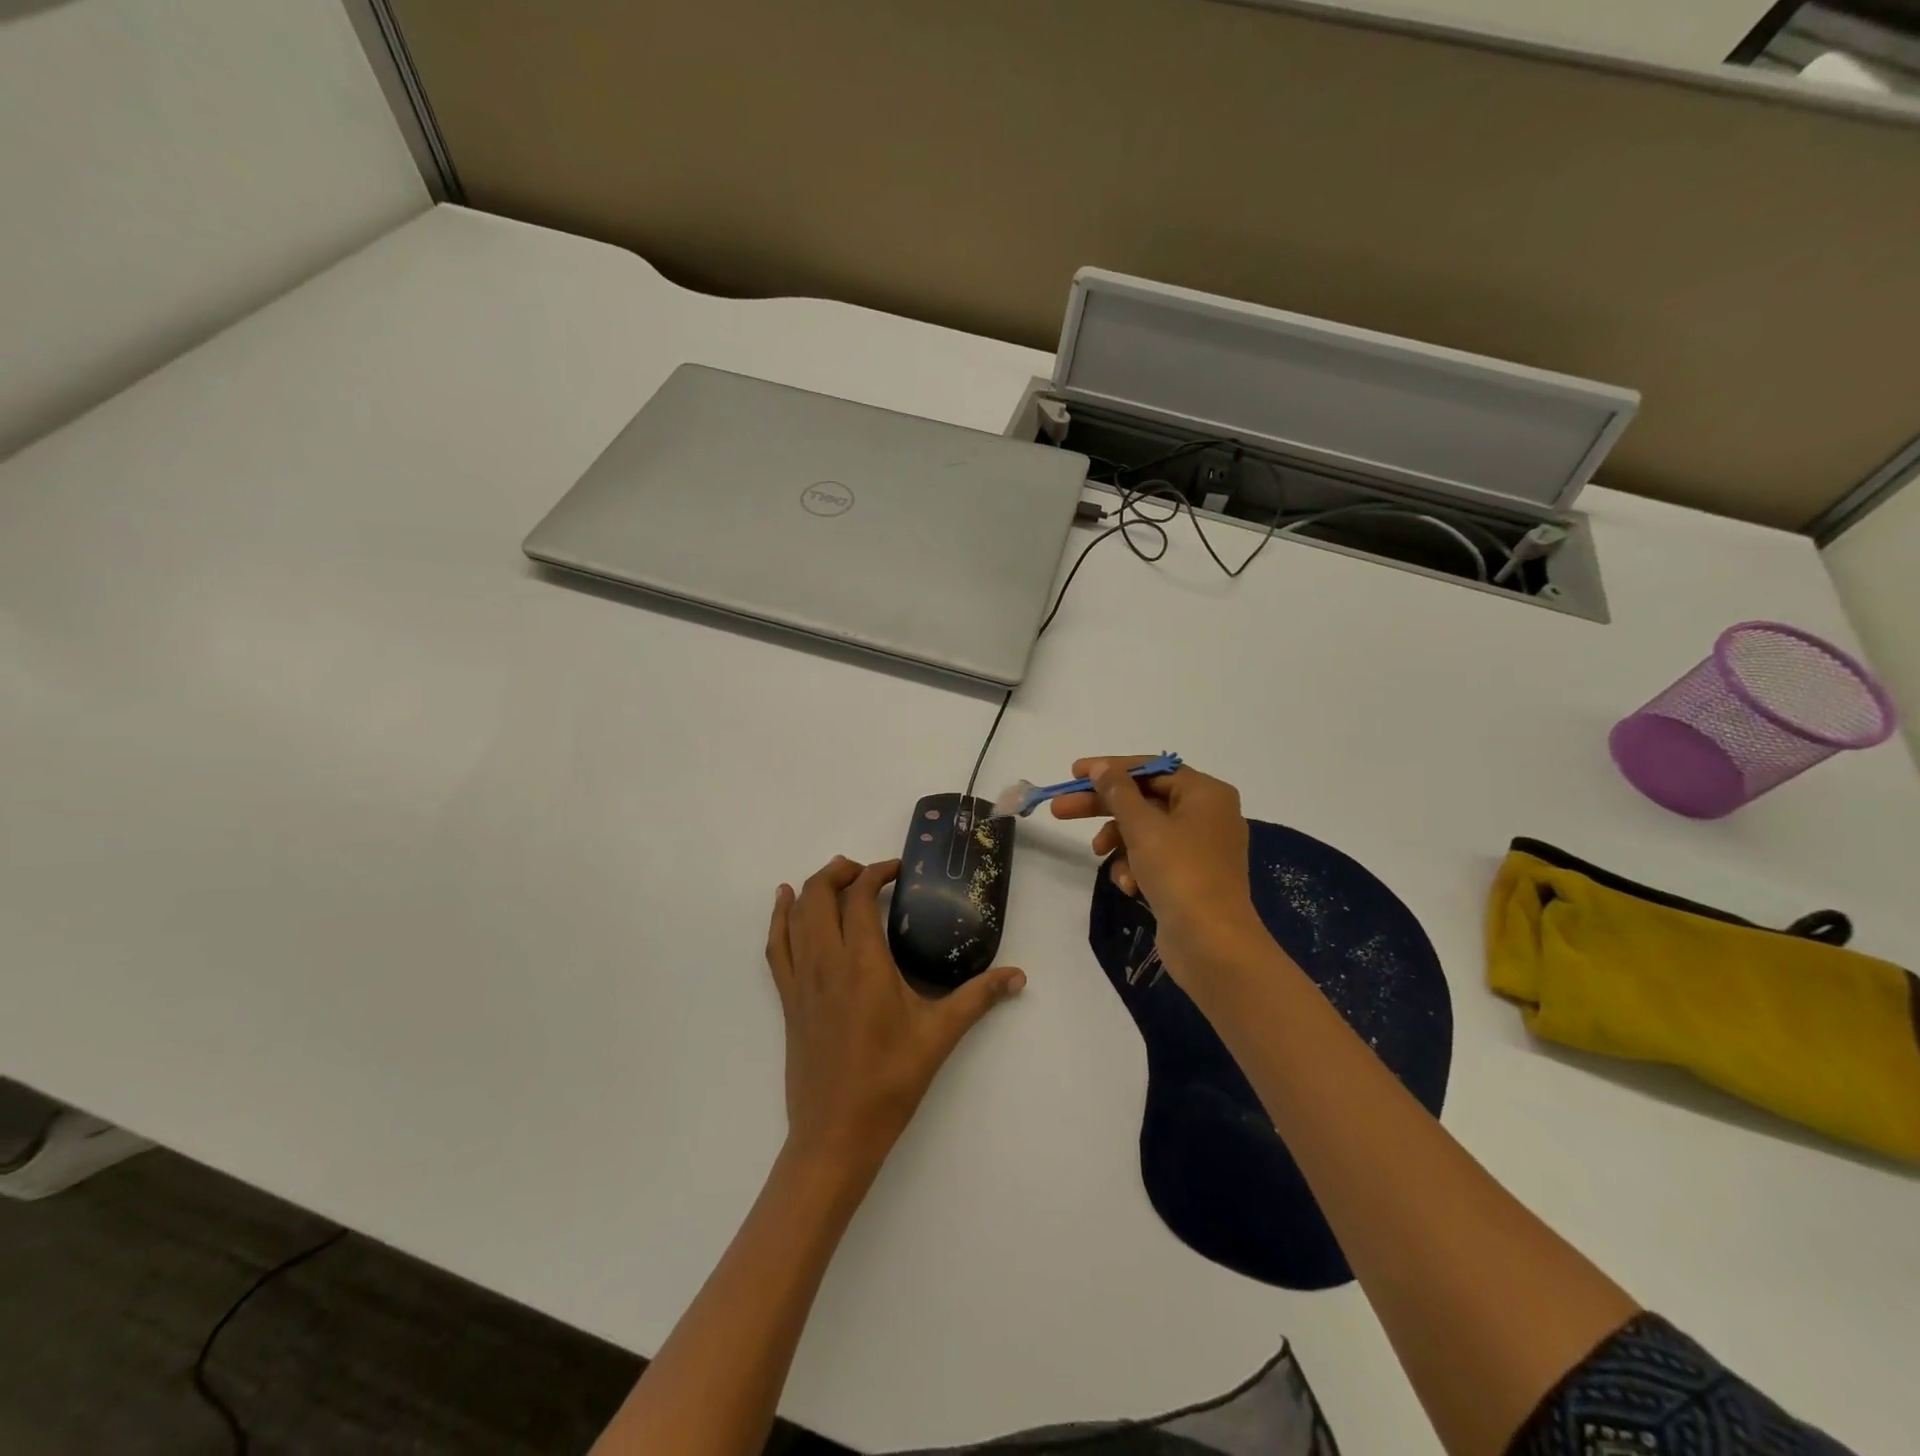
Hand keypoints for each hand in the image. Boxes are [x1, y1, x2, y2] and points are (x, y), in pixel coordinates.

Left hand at [766, 856, 1025, 1176]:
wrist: (836, 1134)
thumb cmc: (890, 1081)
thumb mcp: (939, 1035)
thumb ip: (978, 998)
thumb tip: (1018, 976)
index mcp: (863, 962)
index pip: (859, 896)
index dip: (876, 872)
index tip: (898, 870)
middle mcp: (826, 961)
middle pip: (820, 894)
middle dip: (842, 871)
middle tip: (870, 873)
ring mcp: (801, 980)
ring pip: (796, 914)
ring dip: (814, 887)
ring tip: (837, 878)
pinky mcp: (788, 999)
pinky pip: (776, 945)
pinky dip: (779, 916)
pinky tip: (784, 901)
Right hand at [1050, 757, 1265, 985]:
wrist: (1212, 943)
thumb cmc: (1180, 872)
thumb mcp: (1142, 826)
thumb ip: (1118, 791)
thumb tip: (1102, 767)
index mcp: (1206, 793)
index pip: (1151, 769)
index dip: (1111, 769)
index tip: (1075, 774)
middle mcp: (1208, 815)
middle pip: (1144, 799)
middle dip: (1103, 808)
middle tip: (1061, 810)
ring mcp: (1201, 849)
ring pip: (1146, 831)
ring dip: (1118, 842)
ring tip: (1099, 856)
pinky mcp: (1192, 878)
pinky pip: (1155, 859)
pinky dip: (1135, 866)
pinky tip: (1128, 885)